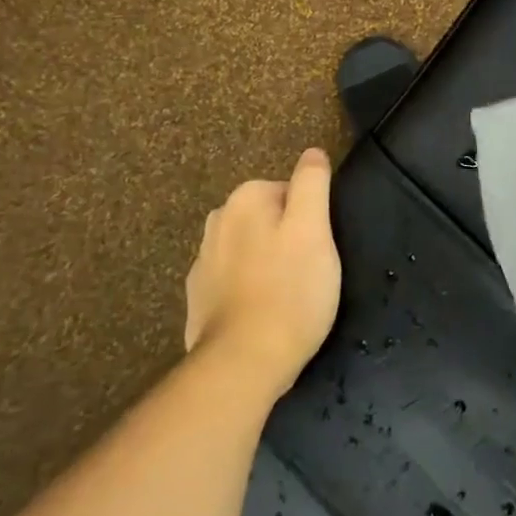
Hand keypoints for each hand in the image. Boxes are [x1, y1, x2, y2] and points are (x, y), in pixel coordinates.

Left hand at [184, 148, 341, 403]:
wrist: (242, 363)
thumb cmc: (289, 290)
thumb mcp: (314, 228)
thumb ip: (312, 182)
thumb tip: (312, 152)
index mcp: (244, 199)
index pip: (291, 191)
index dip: (311, 219)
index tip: (318, 249)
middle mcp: (217, 221)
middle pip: (269, 219)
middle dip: (288, 239)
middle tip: (308, 273)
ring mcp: (202, 262)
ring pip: (251, 250)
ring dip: (268, 264)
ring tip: (288, 298)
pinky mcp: (198, 299)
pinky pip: (234, 282)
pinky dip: (249, 291)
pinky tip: (263, 315)